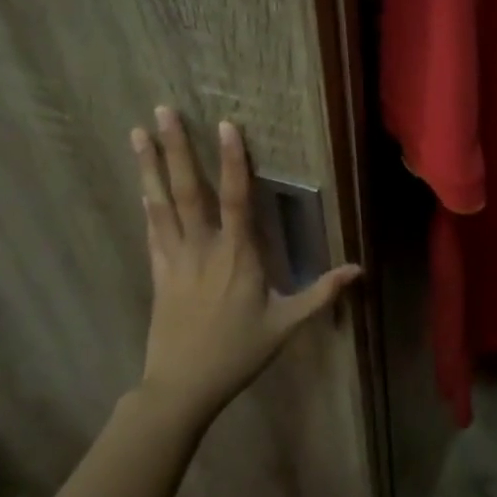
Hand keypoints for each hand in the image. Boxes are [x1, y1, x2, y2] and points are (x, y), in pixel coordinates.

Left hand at [130, 107, 360, 424]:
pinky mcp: (158, 272)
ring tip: (137, 132)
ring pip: (162, 203)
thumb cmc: (238, 353)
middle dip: (176, 148)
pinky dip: (148, 203)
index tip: (226, 125)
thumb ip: (321, 294)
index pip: (237, 199)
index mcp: (239, 257)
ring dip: (150, 166)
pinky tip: (143, 184)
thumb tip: (359, 270)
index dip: (233, 161)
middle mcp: (204, 249)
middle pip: (188, 190)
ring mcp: (176, 259)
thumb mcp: (286, 325)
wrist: (182, 386)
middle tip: (161, 110)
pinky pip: (152, 229)